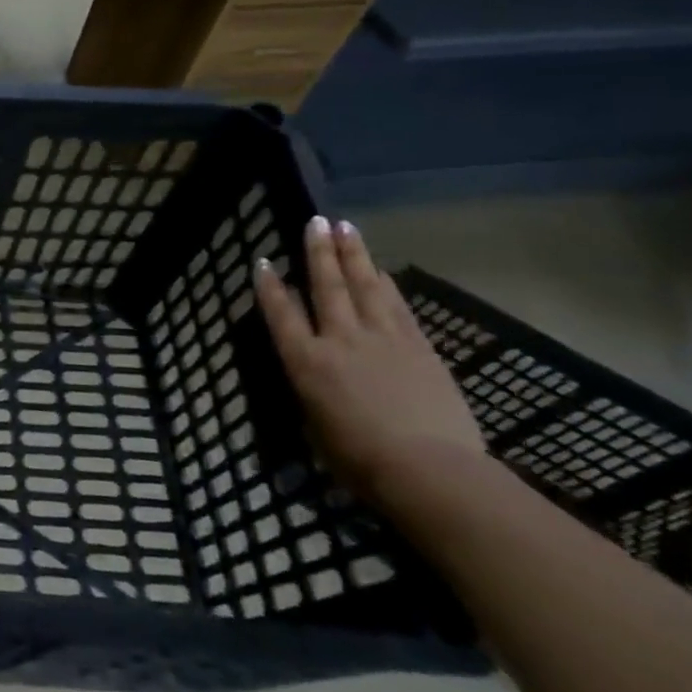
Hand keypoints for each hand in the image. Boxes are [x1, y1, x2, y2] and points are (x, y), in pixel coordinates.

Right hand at [256, 216, 485, 506]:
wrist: (429, 470)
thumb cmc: (359, 459)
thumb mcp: (316, 425)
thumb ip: (313, 390)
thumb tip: (316, 374)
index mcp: (306, 362)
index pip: (281, 314)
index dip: (269, 287)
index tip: (262, 262)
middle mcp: (340, 340)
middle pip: (326, 287)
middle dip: (318, 252)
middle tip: (315, 222)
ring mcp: (383, 339)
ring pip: (364, 287)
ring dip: (354, 255)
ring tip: (346, 228)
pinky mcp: (419, 348)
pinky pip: (397, 307)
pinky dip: (386, 285)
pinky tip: (380, 271)